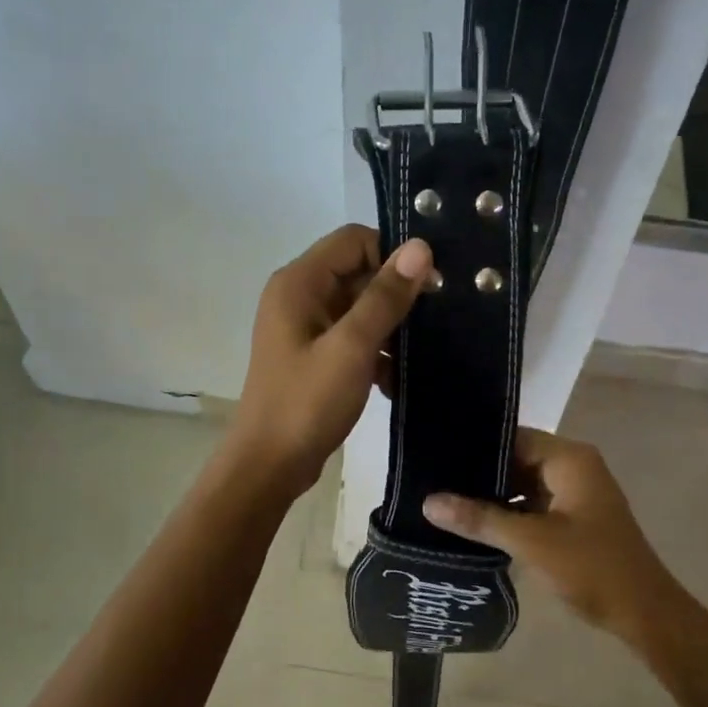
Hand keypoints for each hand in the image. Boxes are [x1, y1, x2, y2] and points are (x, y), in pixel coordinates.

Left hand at [229, 225, 434, 493]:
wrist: (269, 465)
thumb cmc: (306, 402)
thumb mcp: (352, 347)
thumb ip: (385, 296)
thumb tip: (420, 247)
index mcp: (299, 283)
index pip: (354, 241)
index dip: (393, 255)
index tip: (430, 285)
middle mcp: (299, 296)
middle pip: (358, 273)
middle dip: (395, 295)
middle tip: (437, 320)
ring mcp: (305, 328)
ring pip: (359, 309)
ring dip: (390, 328)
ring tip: (422, 355)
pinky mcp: (314, 356)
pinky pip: (352, 338)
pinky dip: (376, 353)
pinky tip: (396, 381)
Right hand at [422, 429, 686, 642]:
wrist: (644, 614)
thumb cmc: (592, 567)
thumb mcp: (532, 542)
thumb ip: (481, 519)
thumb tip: (429, 502)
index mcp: (570, 459)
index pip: (514, 437)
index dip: (476, 445)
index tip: (437, 455)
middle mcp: (574, 467)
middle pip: (517, 458)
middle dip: (480, 472)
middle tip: (432, 479)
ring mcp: (575, 493)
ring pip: (523, 483)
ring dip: (492, 495)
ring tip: (445, 499)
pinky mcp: (573, 518)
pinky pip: (533, 504)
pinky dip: (509, 512)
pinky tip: (474, 523)